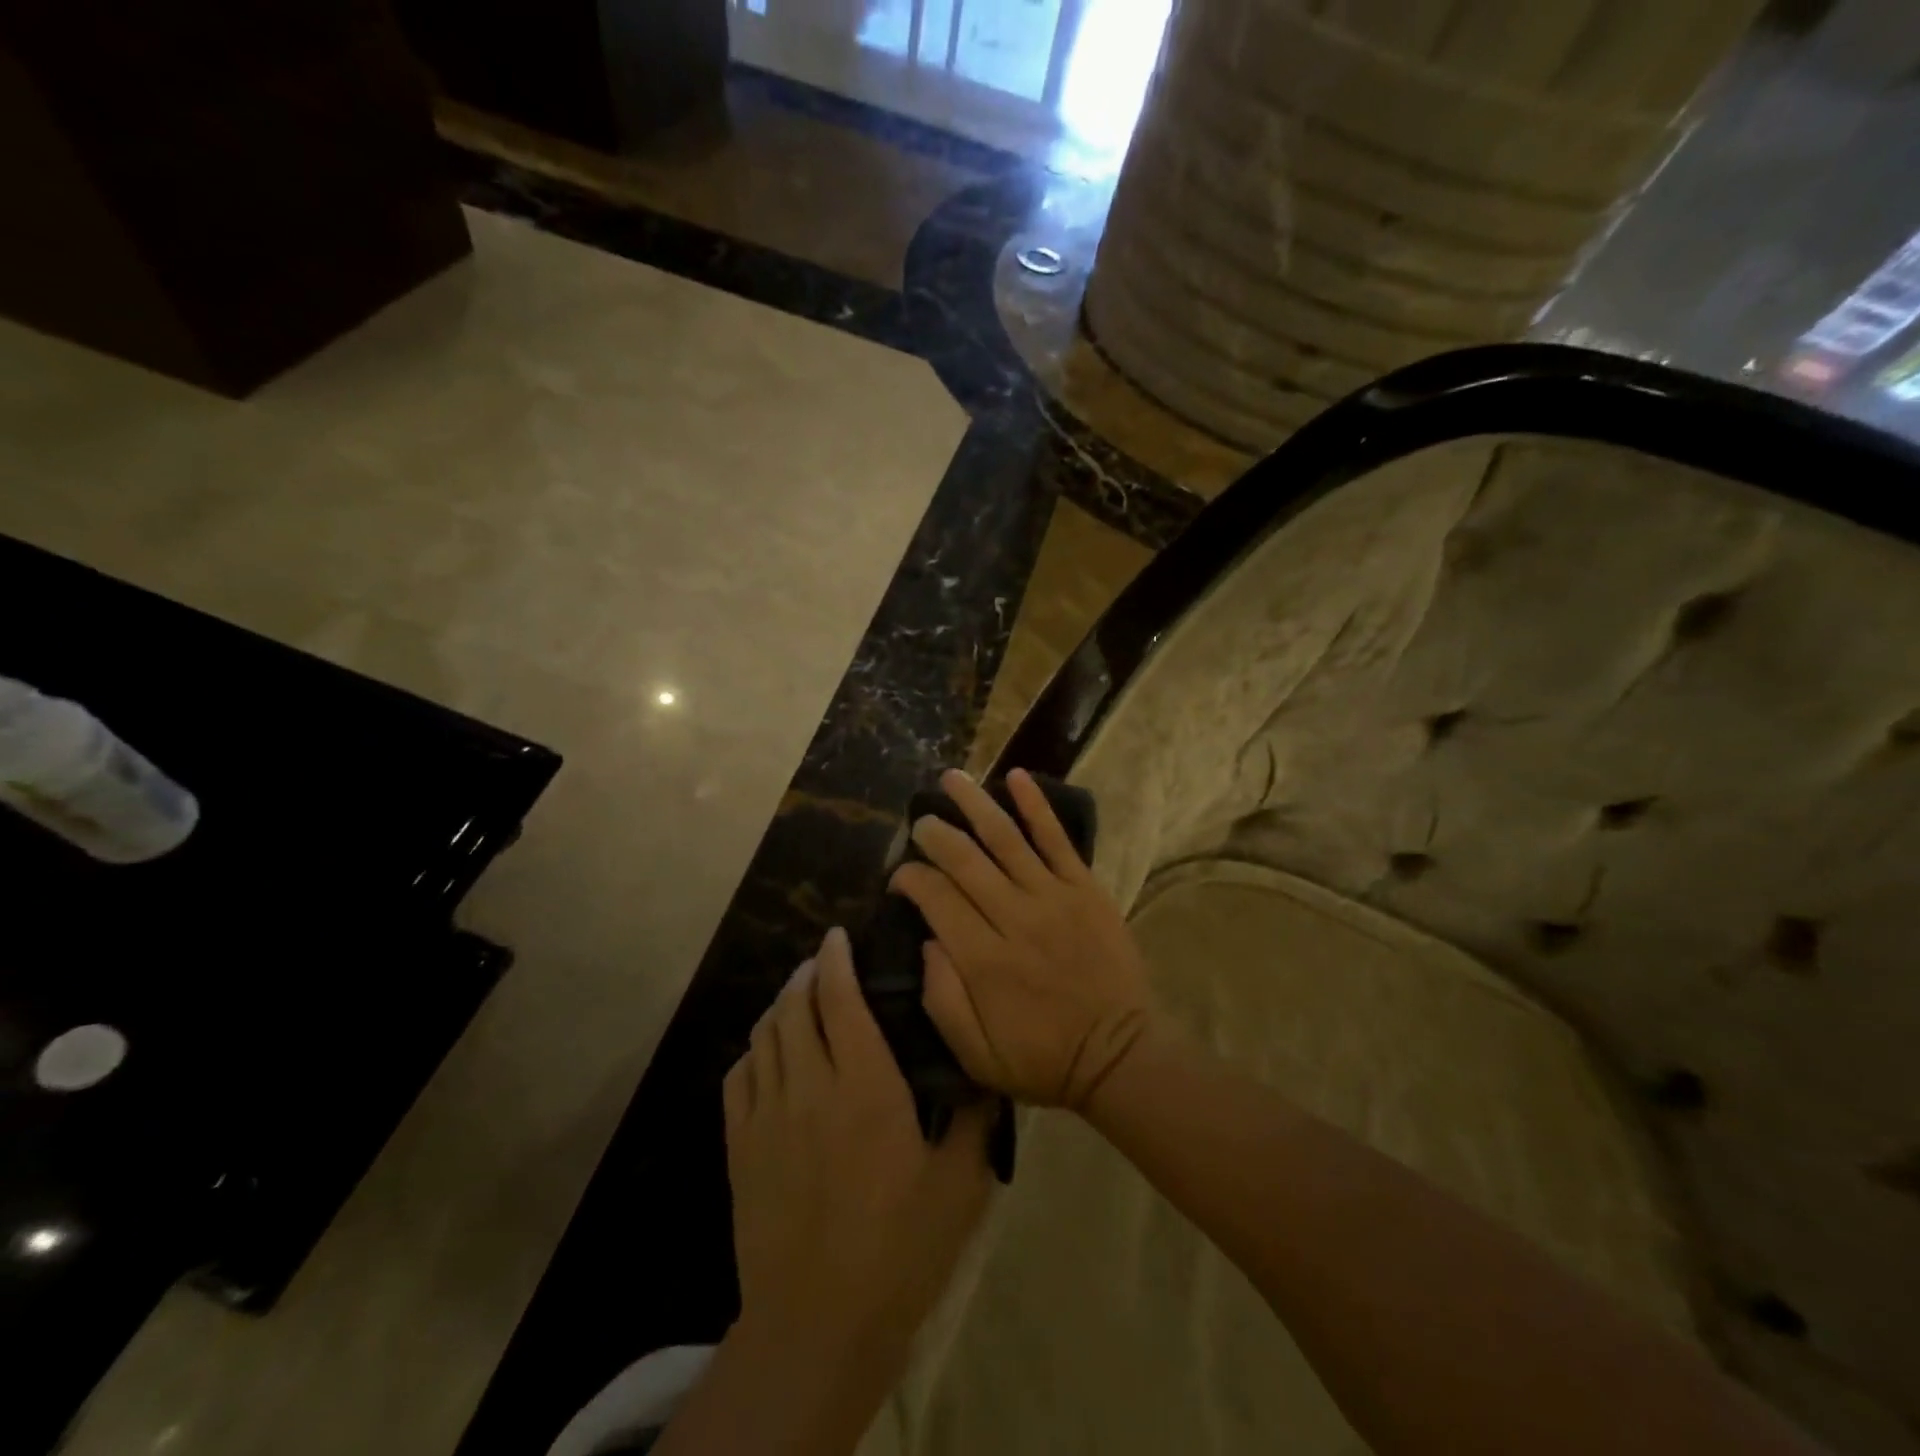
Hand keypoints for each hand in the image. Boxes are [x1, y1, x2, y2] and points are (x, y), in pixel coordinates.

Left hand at [724, 927, 993, 1378]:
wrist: (816, 1324)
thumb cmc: (899, 1249)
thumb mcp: (959, 1185)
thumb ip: (976, 1119)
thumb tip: (988, 1072)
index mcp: (865, 1086)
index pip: (841, 999)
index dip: (837, 959)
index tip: (839, 935)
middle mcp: (809, 1085)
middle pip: (796, 1006)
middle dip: (808, 973)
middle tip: (824, 962)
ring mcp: (767, 1115)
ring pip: (764, 1035)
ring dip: (780, 1004)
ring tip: (797, 995)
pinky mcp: (740, 1147)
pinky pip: (738, 1077)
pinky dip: (753, 1049)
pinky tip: (767, 1052)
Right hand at [888, 768, 1156, 1108]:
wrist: (1119, 1056)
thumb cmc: (1042, 1059)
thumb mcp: (976, 1055)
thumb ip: (942, 998)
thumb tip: (927, 940)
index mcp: (983, 960)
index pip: (936, 899)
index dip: (910, 879)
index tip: (899, 877)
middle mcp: (1014, 918)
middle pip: (965, 861)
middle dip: (935, 835)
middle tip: (919, 823)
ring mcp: (1053, 898)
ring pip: (1005, 838)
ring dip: (974, 804)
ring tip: (951, 778)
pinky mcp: (1085, 889)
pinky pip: (1057, 839)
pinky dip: (1036, 806)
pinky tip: (1017, 777)